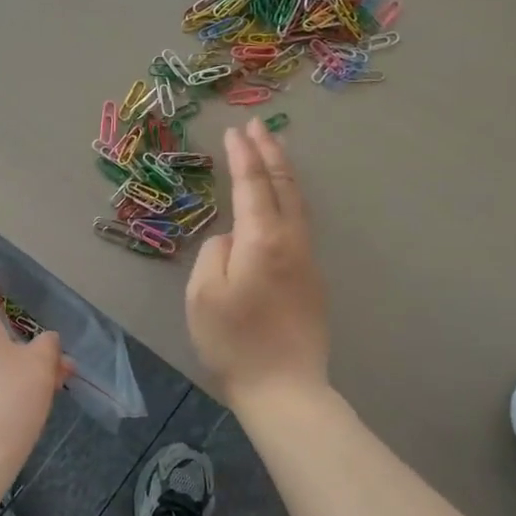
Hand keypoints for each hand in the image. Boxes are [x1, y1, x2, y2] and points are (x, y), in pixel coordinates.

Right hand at [186, 118, 330, 406]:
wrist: (284, 388)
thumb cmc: (234, 342)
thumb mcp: (203, 294)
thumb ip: (214, 253)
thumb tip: (231, 239)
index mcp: (262, 240)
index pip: (252, 185)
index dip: (242, 156)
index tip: (235, 131)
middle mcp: (291, 241)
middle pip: (283, 186)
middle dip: (270, 152)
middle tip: (259, 126)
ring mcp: (307, 261)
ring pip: (298, 204)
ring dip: (284, 173)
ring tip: (273, 151)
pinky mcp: (312, 280)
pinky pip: (300, 224)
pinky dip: (289, 199)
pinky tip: (281, 202)